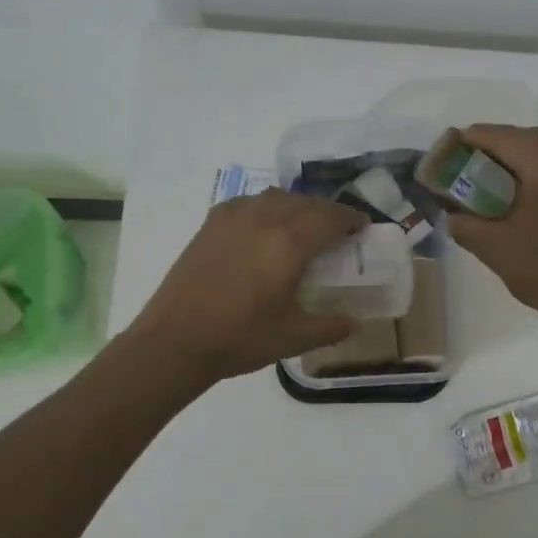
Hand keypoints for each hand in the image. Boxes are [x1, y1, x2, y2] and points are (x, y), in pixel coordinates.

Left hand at [130, 189, 366, 382]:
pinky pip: (248, 202)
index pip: (329, 217)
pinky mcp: (210, 224)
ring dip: (297, 205)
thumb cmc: (239, 338)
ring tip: (303, 225)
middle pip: (304, 202)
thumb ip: (330, 327)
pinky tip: (264, 226)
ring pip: (275, 197)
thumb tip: (355, 321)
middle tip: (338, 228)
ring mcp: (232, 218)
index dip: (350, 218)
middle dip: (326, 211)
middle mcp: (263, 219)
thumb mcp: (293, 338)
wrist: (175, 340)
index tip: (362, 226)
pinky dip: (266, 207)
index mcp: (288, 244)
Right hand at [447, 125, 537, 343]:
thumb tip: (450, 212)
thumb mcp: (492, 247)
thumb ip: (463, 223)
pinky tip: (520, 191)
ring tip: (489, 178)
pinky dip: (535, 167)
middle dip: (491, 147)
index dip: (469, 140)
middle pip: (523, 137)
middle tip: (464, 166)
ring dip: (515, 155)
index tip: (446, 151)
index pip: (499, 137)